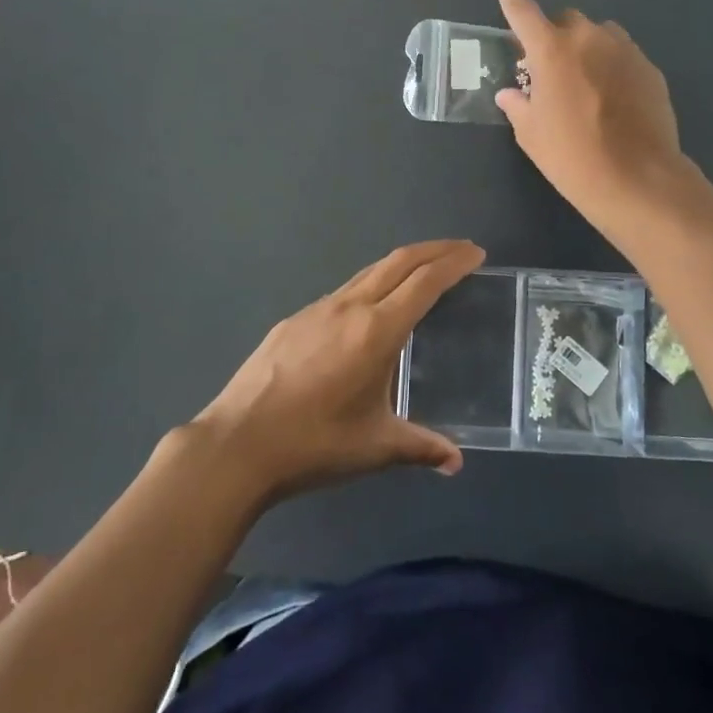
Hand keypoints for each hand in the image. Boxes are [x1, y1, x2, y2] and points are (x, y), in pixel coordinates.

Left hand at [193, 240, 484, 502]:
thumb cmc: (314, 444)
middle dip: (434, 250)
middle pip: (399, 261)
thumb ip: (421, 447)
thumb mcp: (375, 447)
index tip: (476, 253)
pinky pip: (343, 292)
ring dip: (401, 264)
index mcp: (377, 330)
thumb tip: (456, 462)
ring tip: (422, 273)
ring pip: (369, 272)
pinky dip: (370, 285)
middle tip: (461, 250)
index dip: (453, 263)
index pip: (425, 282)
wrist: (237, 444)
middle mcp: (350, 307)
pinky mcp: (294, 320)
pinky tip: (368, 311)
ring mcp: (318, 309)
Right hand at [493, 0, 685, 227]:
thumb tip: (511, 94)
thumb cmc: (572, 157)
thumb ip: (519, 106)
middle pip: (567, 20)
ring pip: (600, 34)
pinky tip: (613, 98)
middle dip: (556, 35)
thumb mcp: (532, 135)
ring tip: (586, 81)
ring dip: (588, 47)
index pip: (523, 11)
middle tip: (551, 68)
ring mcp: (625, 50)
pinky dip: (613, 66)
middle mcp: (589, 39)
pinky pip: (624, 55)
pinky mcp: (650, 68)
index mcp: (551, 50)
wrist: (638, 178)